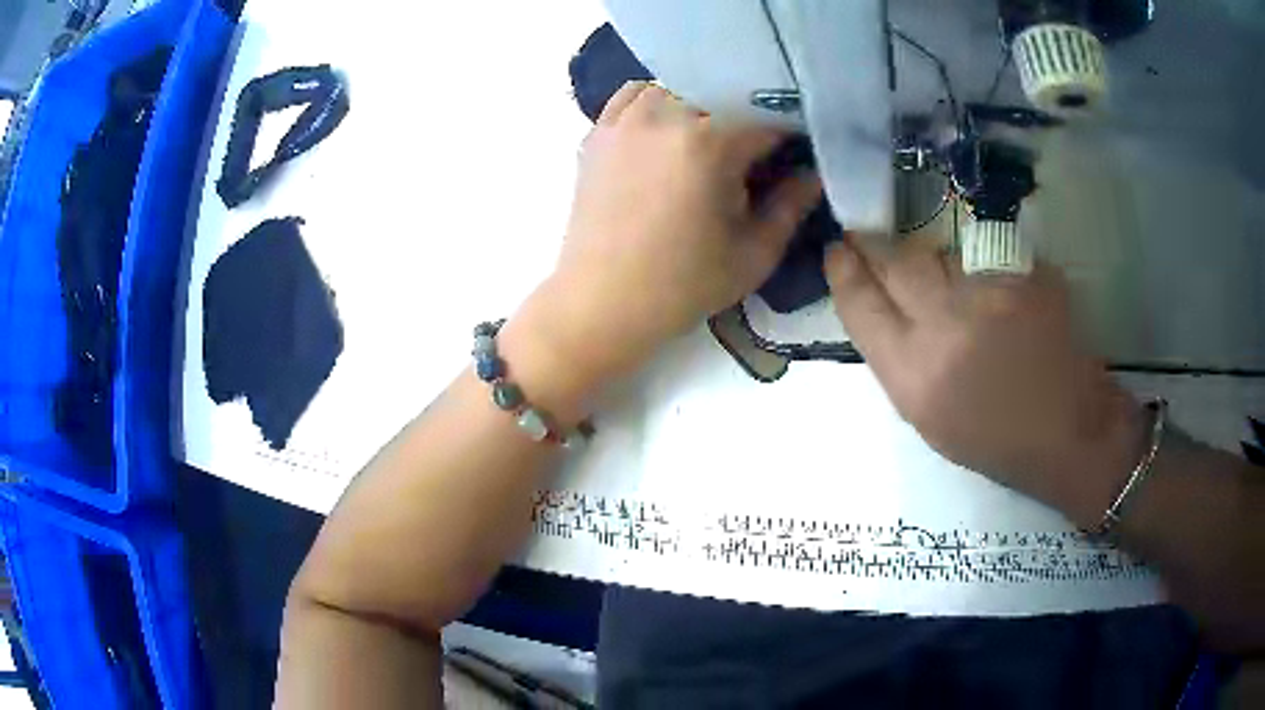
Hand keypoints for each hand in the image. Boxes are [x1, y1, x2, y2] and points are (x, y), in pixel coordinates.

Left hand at [530, 82, 820, 387]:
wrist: (602, 303)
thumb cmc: (683, 285)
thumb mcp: (754, 254)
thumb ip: (792, 206)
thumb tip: (813, 173)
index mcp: (710, 143)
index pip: (768, 118)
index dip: (791, 134)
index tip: (797, 153)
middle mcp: (665, 114)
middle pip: (724, 96)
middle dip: (748, 119)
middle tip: (756, 152)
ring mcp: (625, 119)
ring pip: (680, 87)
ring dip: (703, 106)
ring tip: (710, 141)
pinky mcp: (599, 131)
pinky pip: (635, 95)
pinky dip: (658, 101)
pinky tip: (667, 128)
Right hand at [824, 236, 1145, 524]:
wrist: (1068, 431)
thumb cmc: (994, 440)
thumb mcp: (928, 418)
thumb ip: (898, 358)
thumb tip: (882, 305)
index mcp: (914, 376)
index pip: (860, 304)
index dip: (843, 270)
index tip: (838, 250)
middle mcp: (946, 327)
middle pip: (897, 261)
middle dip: (876, 244)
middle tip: (870, 237)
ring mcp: (989, 294)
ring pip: (941, 253)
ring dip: (934, 261)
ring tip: (951, 287)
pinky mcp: (1023, 275)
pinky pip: (983, 256)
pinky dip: (978, 268)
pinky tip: (992, 295)